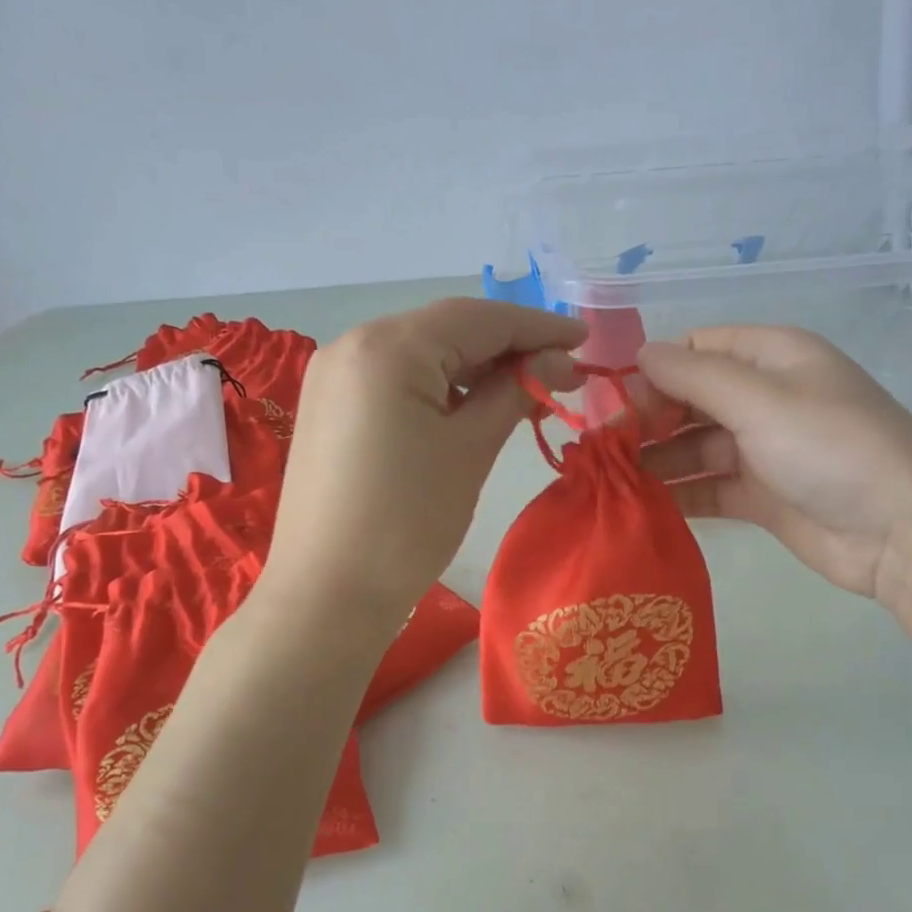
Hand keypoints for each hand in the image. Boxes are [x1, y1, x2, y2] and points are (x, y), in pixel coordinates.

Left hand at [263, 298, 585, 629]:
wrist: (327, 594)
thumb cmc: (408, 522)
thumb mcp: (470, 450)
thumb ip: (513, 393)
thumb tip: (554, 363)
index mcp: (388, 347)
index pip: (478, 318)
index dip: (537, 327)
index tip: (584, 342)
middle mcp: (353, 344)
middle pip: (446, 330)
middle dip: (507, 348)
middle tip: (560, 377)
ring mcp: (334, 376)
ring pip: (421, 355)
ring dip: (474, 369)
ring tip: (523, 396)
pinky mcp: (330, 407)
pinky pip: (396, 380)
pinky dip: (438, 388)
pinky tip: (470, 409)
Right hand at [637, 327, 911, 600]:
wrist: (903, 530)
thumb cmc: (832, 447)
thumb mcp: (761, 399)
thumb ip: (695, 376)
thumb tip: (640, 353)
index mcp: (772, 357)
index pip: (697, 349)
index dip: (653, 370)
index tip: (614, 402)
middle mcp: (765, 397)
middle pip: (690, 399)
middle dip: (647, 419)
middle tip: (604, 448)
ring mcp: (763, 450)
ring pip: (694, 447)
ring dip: (656, 460)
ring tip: (610, 478)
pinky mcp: (761, 496)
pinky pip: (708, 487)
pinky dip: (678, 493)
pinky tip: (639, 504)